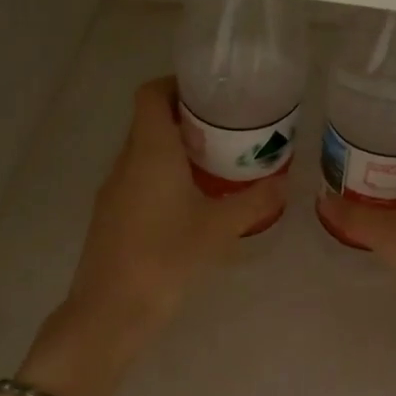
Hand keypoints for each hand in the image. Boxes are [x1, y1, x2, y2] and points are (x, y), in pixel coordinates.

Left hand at [64, 76, 288, 345]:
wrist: (111, 311)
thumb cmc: (166, 258)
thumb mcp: (219, 228)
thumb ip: (254, 201)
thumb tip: (284, 182)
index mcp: (149, 151)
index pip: (151, 94)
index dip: (176, 84)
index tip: (209, 93)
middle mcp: (126, 161)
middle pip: (149, 120)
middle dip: (186, 118)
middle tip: (226, 128)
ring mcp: (114, 189)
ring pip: (144, 151)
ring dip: (176, 149)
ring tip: (216, 162)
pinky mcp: (111, 214)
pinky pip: (139, 178)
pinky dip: (164, 175)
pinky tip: (192, 200)